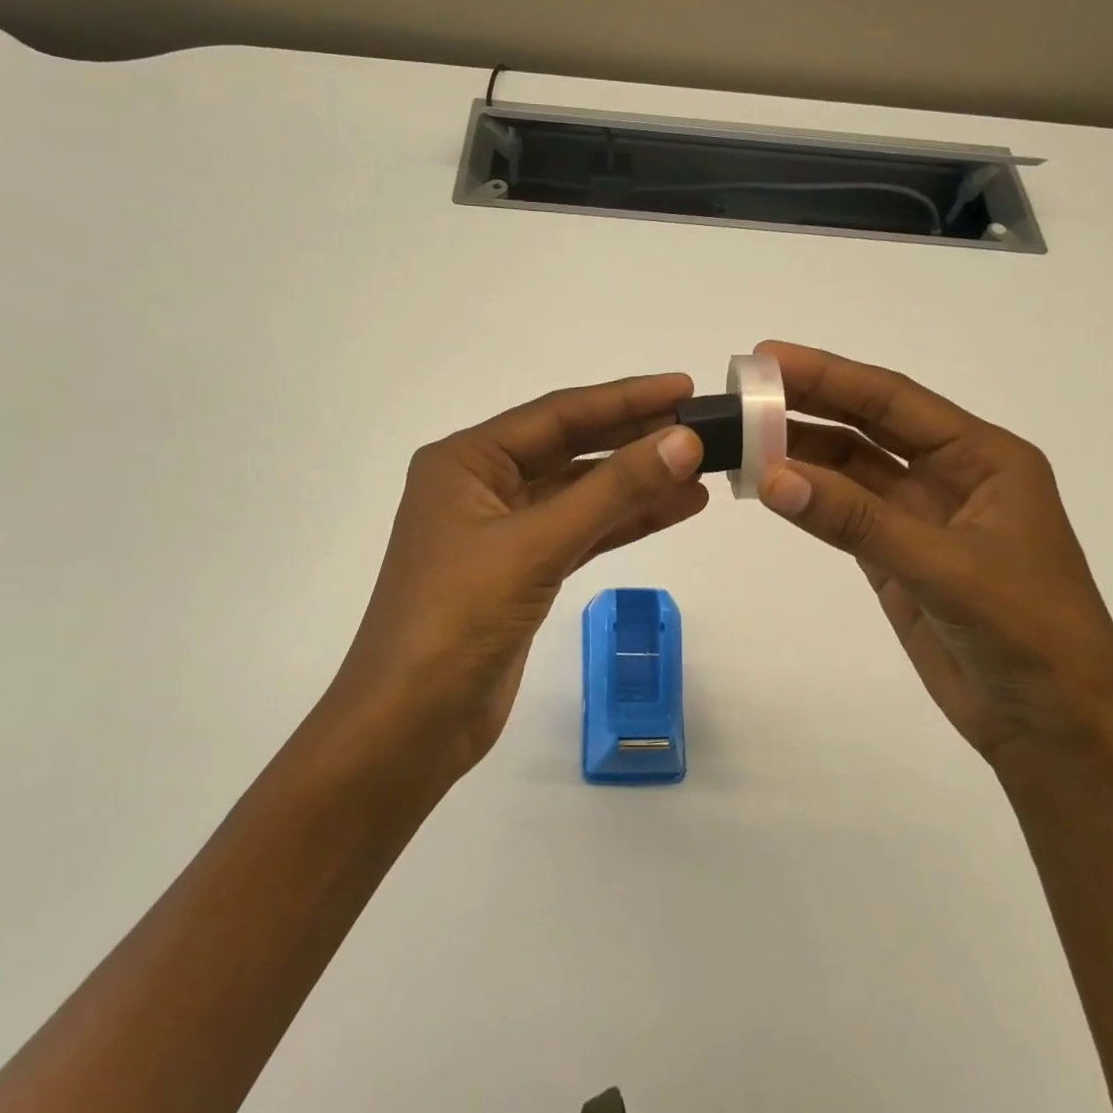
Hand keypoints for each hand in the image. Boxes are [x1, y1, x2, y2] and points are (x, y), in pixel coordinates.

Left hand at [325, 374, 707, 782]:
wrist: (411, 725)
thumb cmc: (459, 618)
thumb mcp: (537, 544)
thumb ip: (613, 490)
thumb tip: (683, 440)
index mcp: (466, 461)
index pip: (557, 414)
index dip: (624, 399)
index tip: (683, 388)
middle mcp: (481, 485)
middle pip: (570, 449)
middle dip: (634, 438)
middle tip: (700, 426)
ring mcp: (501, 530)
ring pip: (580, 493)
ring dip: (637, 482)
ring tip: (701, 469)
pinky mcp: (521, 571)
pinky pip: (580, 531)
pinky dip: (624, 521)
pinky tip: (673, 509)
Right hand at [754, 342, 1112, 767]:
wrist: (1056, 729)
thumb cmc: (1029, 636)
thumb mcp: (946, 568)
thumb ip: (857, 520)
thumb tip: (772, 477)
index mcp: (983, 458)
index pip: (894, 401)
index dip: (830, 375)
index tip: (768, 357)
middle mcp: (949, 475)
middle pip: (867, 427)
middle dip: (808, 404)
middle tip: (742, 388)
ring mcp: (919, 517)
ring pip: (849, 470)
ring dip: (799, 453)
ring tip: (739, 438)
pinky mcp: (895, 556)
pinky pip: (842, 514)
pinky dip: (805, 499)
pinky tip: (767, 486)